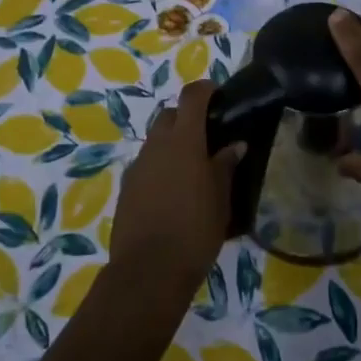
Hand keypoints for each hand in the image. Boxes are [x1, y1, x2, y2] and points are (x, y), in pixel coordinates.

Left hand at [111, 79, 244, 292]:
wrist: (148, 271)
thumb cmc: (195, 230)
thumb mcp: (221, 199)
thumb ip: (225, 166)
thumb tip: (234, 145)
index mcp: (183, 140)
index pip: (192, 97)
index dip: (206, 89)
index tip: (219, 94)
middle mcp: (156, 145)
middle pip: (170, 115)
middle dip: (188, 117)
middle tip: (210, 135)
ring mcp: (138, 165)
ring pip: (156, 140)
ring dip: (173, 143)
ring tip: (194, 167)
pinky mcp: (127, 187)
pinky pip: (147, 164)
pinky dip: (161, 165)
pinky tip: (174, 190)